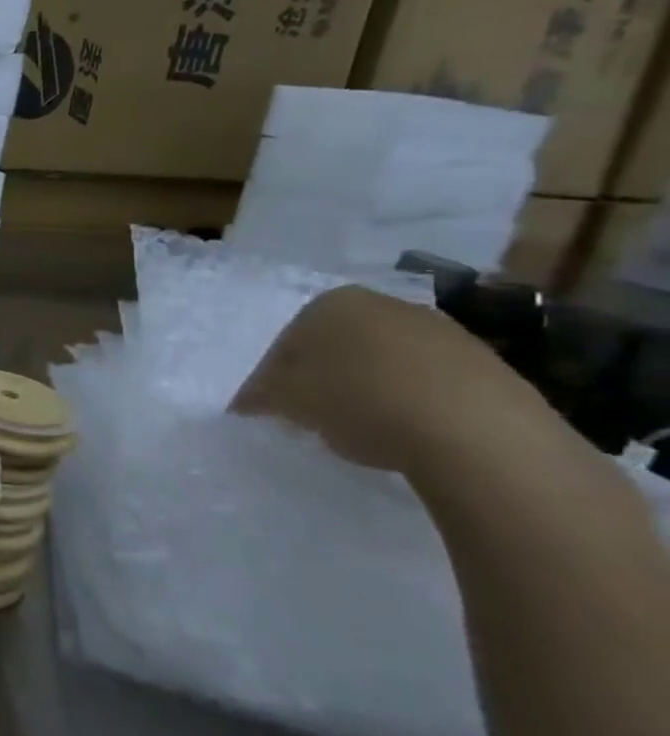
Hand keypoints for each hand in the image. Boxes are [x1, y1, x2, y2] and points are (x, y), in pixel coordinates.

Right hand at [233, 285, 560, 476]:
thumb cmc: (359, 400)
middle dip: (321, 376)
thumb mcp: (288, 401)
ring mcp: (442, 331)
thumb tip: (248, 402)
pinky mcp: (487, 365)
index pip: (286, 340)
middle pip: (337, 345)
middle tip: (310, 415)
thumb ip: (261, 395)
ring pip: (383, 361)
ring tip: (359, 429)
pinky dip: (409, 401)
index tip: (270, 408)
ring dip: (366, 388)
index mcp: (331, 303)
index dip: (272, 376)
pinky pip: (427, 382)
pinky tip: (405, 433)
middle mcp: (385, 304)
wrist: (477, 432)